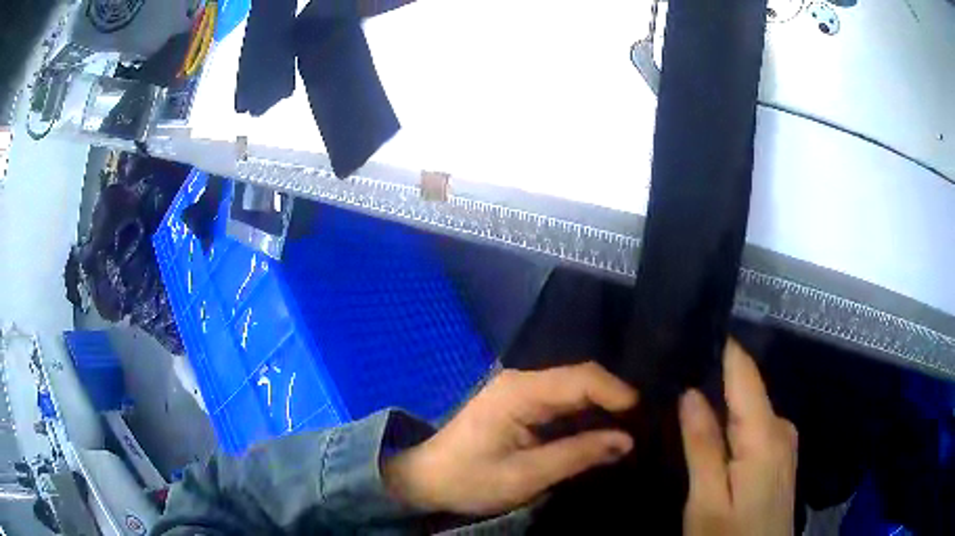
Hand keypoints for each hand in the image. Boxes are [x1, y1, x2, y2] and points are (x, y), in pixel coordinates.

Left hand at [384, 362, 637, 514]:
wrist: (425, 479)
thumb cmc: (469, 480)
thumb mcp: (525, 476)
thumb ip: (577, 455)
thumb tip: (626, 440)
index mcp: (520, 392)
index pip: (582, 379)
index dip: (618, 393)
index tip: (645, 416)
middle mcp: (522, 381)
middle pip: (581, 380)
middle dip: (615, 400)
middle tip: (645, 425)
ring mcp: (520, 391)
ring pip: (574, 390)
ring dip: (602, 409)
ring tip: (631, 430)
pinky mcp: (519, 404)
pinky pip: (561, 403)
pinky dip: (584, 416)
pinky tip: (601, 432)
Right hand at [680, 340, 797, 535]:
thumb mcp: (707, 501)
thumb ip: (702, 446)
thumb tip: (690, 392)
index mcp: (765, 434)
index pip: (744, 371)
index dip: (719, 347)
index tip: (687, 331)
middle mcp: (781, 426)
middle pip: (745, 387)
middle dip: (712, 379)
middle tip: (671, 377)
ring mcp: (783, 440)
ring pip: (748, 407)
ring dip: (719, 402)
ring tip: (682, 399)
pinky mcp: (780, 453)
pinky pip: (754, 424)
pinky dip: (731, 421)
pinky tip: (709, 430)